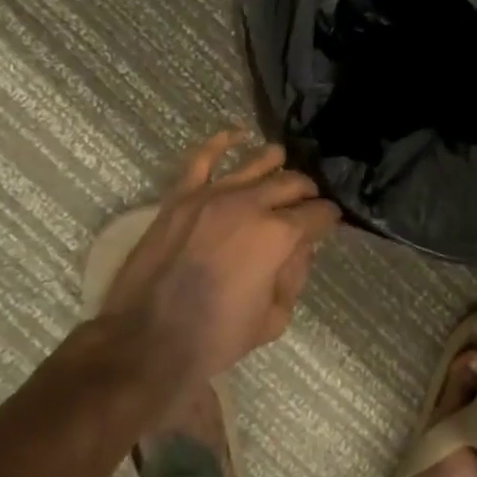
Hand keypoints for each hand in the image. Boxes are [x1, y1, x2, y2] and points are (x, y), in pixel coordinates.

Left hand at [64, 131, 340, 414]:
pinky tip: (239, 135)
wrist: (147, 341)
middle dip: (307, 194)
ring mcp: (213, 195)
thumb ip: (295, 276)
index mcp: (279, 236)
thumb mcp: (274, 318)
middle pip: (292, 183)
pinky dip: (223, 141)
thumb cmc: (216, 337)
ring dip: (277, 164)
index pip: (318, 214)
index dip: (329, 219)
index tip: (329, 224)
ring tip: (282, 169)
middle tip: (307, 205)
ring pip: (256, 162)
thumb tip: (301, 248)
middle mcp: (251, 204)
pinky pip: (203, 157)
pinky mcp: (181, 196)